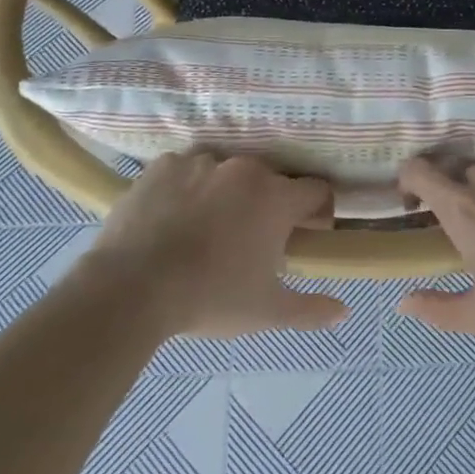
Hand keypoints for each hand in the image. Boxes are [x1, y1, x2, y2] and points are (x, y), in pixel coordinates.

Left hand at [82, 154, 346, 338]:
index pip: (317, 190)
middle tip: (251, 241)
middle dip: (268, 206)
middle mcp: (245, 169)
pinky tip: (173, 219)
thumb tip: (344, 312)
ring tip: (206, 231)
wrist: (130, 287)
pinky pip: (187, 171)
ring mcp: (202, 161)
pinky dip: (188, 189)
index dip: (317, 214)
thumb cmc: (209, 297)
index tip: (304, 237)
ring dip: (228, 195)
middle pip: (271, 180)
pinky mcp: (164, 164)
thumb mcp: (266, 311)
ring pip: (227, 174)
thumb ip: (310, 309)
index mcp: (276, 197)